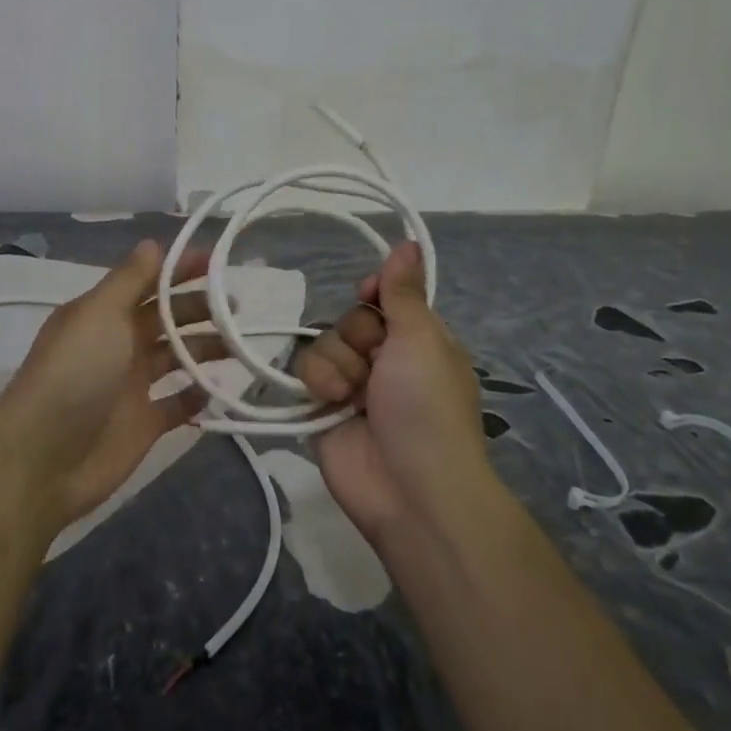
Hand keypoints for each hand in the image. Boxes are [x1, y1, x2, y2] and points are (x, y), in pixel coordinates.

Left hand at [0, 240, 223, 534]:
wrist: (45, 457)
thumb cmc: (75, 373)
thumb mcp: (99, 314)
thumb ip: (130, 279)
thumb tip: (153, 243)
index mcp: (104, 314)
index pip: (148, 282)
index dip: (179, 270)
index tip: (216, 262)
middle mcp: (118, 344)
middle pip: (166, 318)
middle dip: (199, 308)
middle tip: (233, 307)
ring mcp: (131, 385)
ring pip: (176, 357)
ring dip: (205, 348)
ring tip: (237, 345)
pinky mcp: (144, 424)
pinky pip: (178, 404)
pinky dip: (197, 396)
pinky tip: (216, 389)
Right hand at [291, 242, 492, 542]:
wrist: (409, 487)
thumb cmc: (426, 406)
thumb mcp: (422, 340)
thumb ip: (404, 292)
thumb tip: (408, 242)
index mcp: (419, 342)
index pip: (386, 299)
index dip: (375, 294)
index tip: (369, 294)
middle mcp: (385, 360)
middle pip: (351, 319)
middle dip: (357, 336)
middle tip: (375, 363)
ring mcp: (352, 385)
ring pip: (324, 343)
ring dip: (337, 364)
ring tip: (352, 395)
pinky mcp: (321, 407)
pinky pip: (305, 371)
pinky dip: (317, 382)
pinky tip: (331, 403)